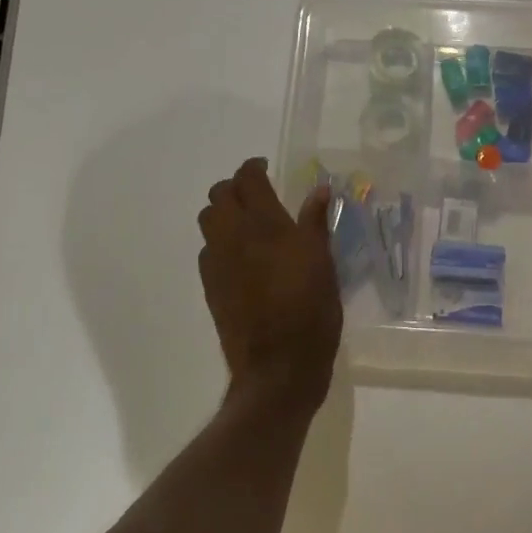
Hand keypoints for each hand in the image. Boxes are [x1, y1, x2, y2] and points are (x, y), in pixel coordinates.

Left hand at [197, 157, 341, 413]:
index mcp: (266, 225)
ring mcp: (217, 262)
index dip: (253, 167)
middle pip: (219, 196)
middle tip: (256, 194)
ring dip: (223, 213)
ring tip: (246, 222)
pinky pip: (208, 250)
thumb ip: (316, 223)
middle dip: (234, 187)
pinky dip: (220, 242)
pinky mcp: (209, 286)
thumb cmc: (311, 310)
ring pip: (208, 221)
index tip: (264, 167)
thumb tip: (319, 190)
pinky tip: (240, 257)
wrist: (278, 365)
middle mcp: (234, 236)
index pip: (248, 180)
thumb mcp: (323, 263)